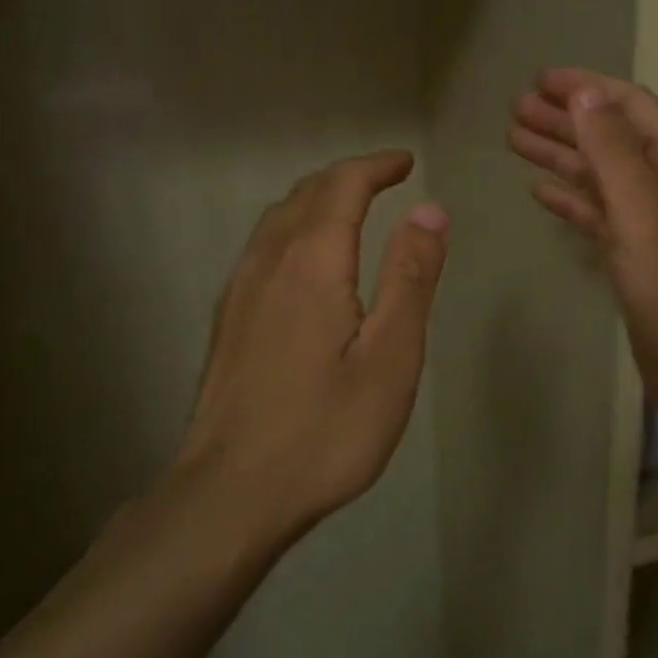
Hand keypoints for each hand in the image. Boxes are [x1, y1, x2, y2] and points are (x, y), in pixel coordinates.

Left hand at [177, 150, 448, 540]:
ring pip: (277, 218)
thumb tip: (429, 210)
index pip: (343, 187)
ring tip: (349, 206)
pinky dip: (293, 227)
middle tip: (384, 178)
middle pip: (306, 193)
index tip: (405, 162)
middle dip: (348, 176)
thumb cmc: (325, 429)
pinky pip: (262, 246)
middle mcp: (268, 262)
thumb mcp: (390, 356)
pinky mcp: (227, 320)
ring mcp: (239, 290)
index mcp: (312, 262)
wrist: (230, 494)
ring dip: (317, 198)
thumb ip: (410, 277)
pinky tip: (303, 258)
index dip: (375, 167)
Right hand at [508, 68, 657, 437]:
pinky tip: (540, 191)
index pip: (631, 109)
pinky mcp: (636, 260)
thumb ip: (613, 153)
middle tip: (514, 110)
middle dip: (565, 120)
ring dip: (561, 156)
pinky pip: (597, 217)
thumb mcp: (646, 217)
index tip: (539, 79)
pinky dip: (571, 201)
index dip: (586, 89)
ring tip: (514, 139)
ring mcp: (651, 226)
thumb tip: (584, 94)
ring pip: (600, 178)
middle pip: (610, 139)